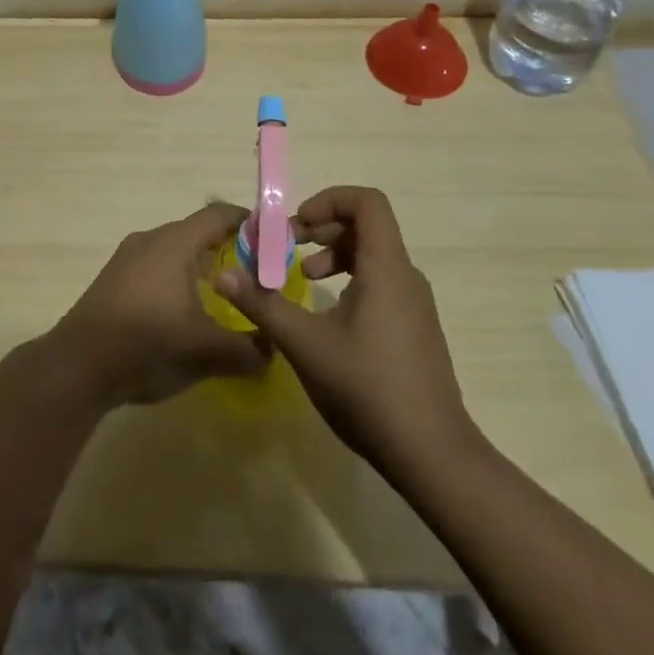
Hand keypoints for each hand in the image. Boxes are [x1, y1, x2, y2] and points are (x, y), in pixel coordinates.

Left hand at [49, 203, 269, 409]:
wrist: (78, 366)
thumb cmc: (148, 345)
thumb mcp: (207, 352)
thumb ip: (248, 349)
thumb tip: (273, 347)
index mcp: (175, 243)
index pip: (218, 215)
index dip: (247, 222)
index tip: (272, 240)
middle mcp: (150, 239)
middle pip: (196, 231)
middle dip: (227, 248)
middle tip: (253, 275)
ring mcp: (127, 257)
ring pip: (173, 250)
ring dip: (199, 266)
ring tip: (222, 296)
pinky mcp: (113, 278)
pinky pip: (155, 265)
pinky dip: (176, 278)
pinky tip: (183, 312)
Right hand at [216, 186, 475, 477]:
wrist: (432, 455)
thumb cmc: (367, 389)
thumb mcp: (305, 344)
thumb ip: (262, 305)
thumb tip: (221, 275)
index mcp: (386, 267)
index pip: (367, 202)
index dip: (328, 199)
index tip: (296, 226)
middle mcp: (405, 276)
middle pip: (366, 225)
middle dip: (322, 227)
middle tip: (288, 248)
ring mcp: (414, 303)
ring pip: (373, 255)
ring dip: (333, 254)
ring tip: (305, 278)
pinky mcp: (415, 327)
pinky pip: (381, 281)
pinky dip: (350, 279)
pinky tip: (329, 316)